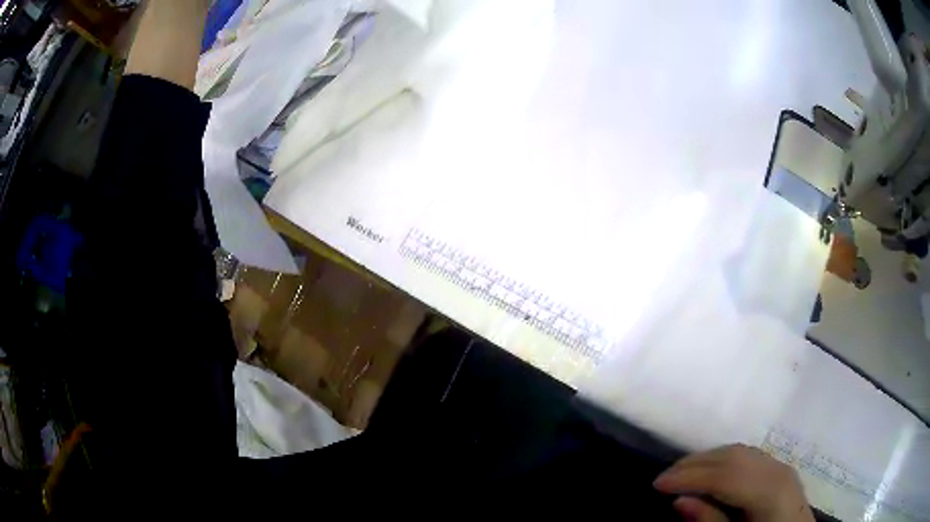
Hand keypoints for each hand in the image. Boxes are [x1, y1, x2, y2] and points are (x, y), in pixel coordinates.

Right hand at [653, 444, 813, 521]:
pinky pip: (748, 455)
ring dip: (707, 458)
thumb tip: (680, 501)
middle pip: (733, 456)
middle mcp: (777, 470)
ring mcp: (781, 466)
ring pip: (740, 451)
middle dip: (695, 463)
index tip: (656, 484)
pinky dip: (723, 459)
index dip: (689, 477)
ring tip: (681, 473)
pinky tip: (710, 471)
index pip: (725, 475)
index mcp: (769, 491)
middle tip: (663, 477)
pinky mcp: (779, 469)